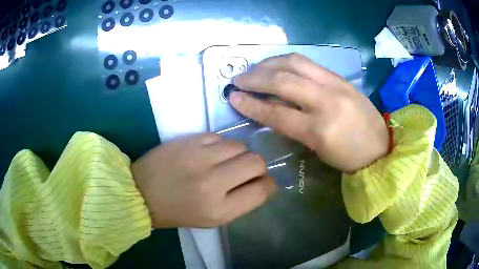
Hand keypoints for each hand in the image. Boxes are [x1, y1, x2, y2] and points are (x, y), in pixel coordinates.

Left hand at [131, 133, 275, 227]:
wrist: (141, 192)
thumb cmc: (177, 211)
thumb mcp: (212, 219)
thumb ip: (240, 202)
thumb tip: (261, 183)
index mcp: (219, 210)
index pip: (261, 190)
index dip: (268, 185)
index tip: (262, 183)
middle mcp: (213, 183)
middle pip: (256, 162)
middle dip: (258, 166)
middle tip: (245, 170)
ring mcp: (200, 157)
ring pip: (240, 145)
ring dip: (238, 154)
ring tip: (224, 162)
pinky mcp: (190, 140)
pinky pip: (220, 137)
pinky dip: (221, 146)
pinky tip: (209, 154)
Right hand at [229, 53, 387, 172]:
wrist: (381, 148)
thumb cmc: (348, 158)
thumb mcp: (317, 149)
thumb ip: (292, 125)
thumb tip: (269, 106)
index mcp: (319, 130)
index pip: (276, 113)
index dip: (251, 105)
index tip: (233, 97)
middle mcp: (326, 101)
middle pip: (282, 81)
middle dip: (255, 78)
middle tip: (238, 78)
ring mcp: (335, 85)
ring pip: (295, 63)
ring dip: (269, 63)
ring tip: (255, 68)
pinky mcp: (341, 77)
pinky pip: (309, 63)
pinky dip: (287, 61)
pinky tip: (277, 64)